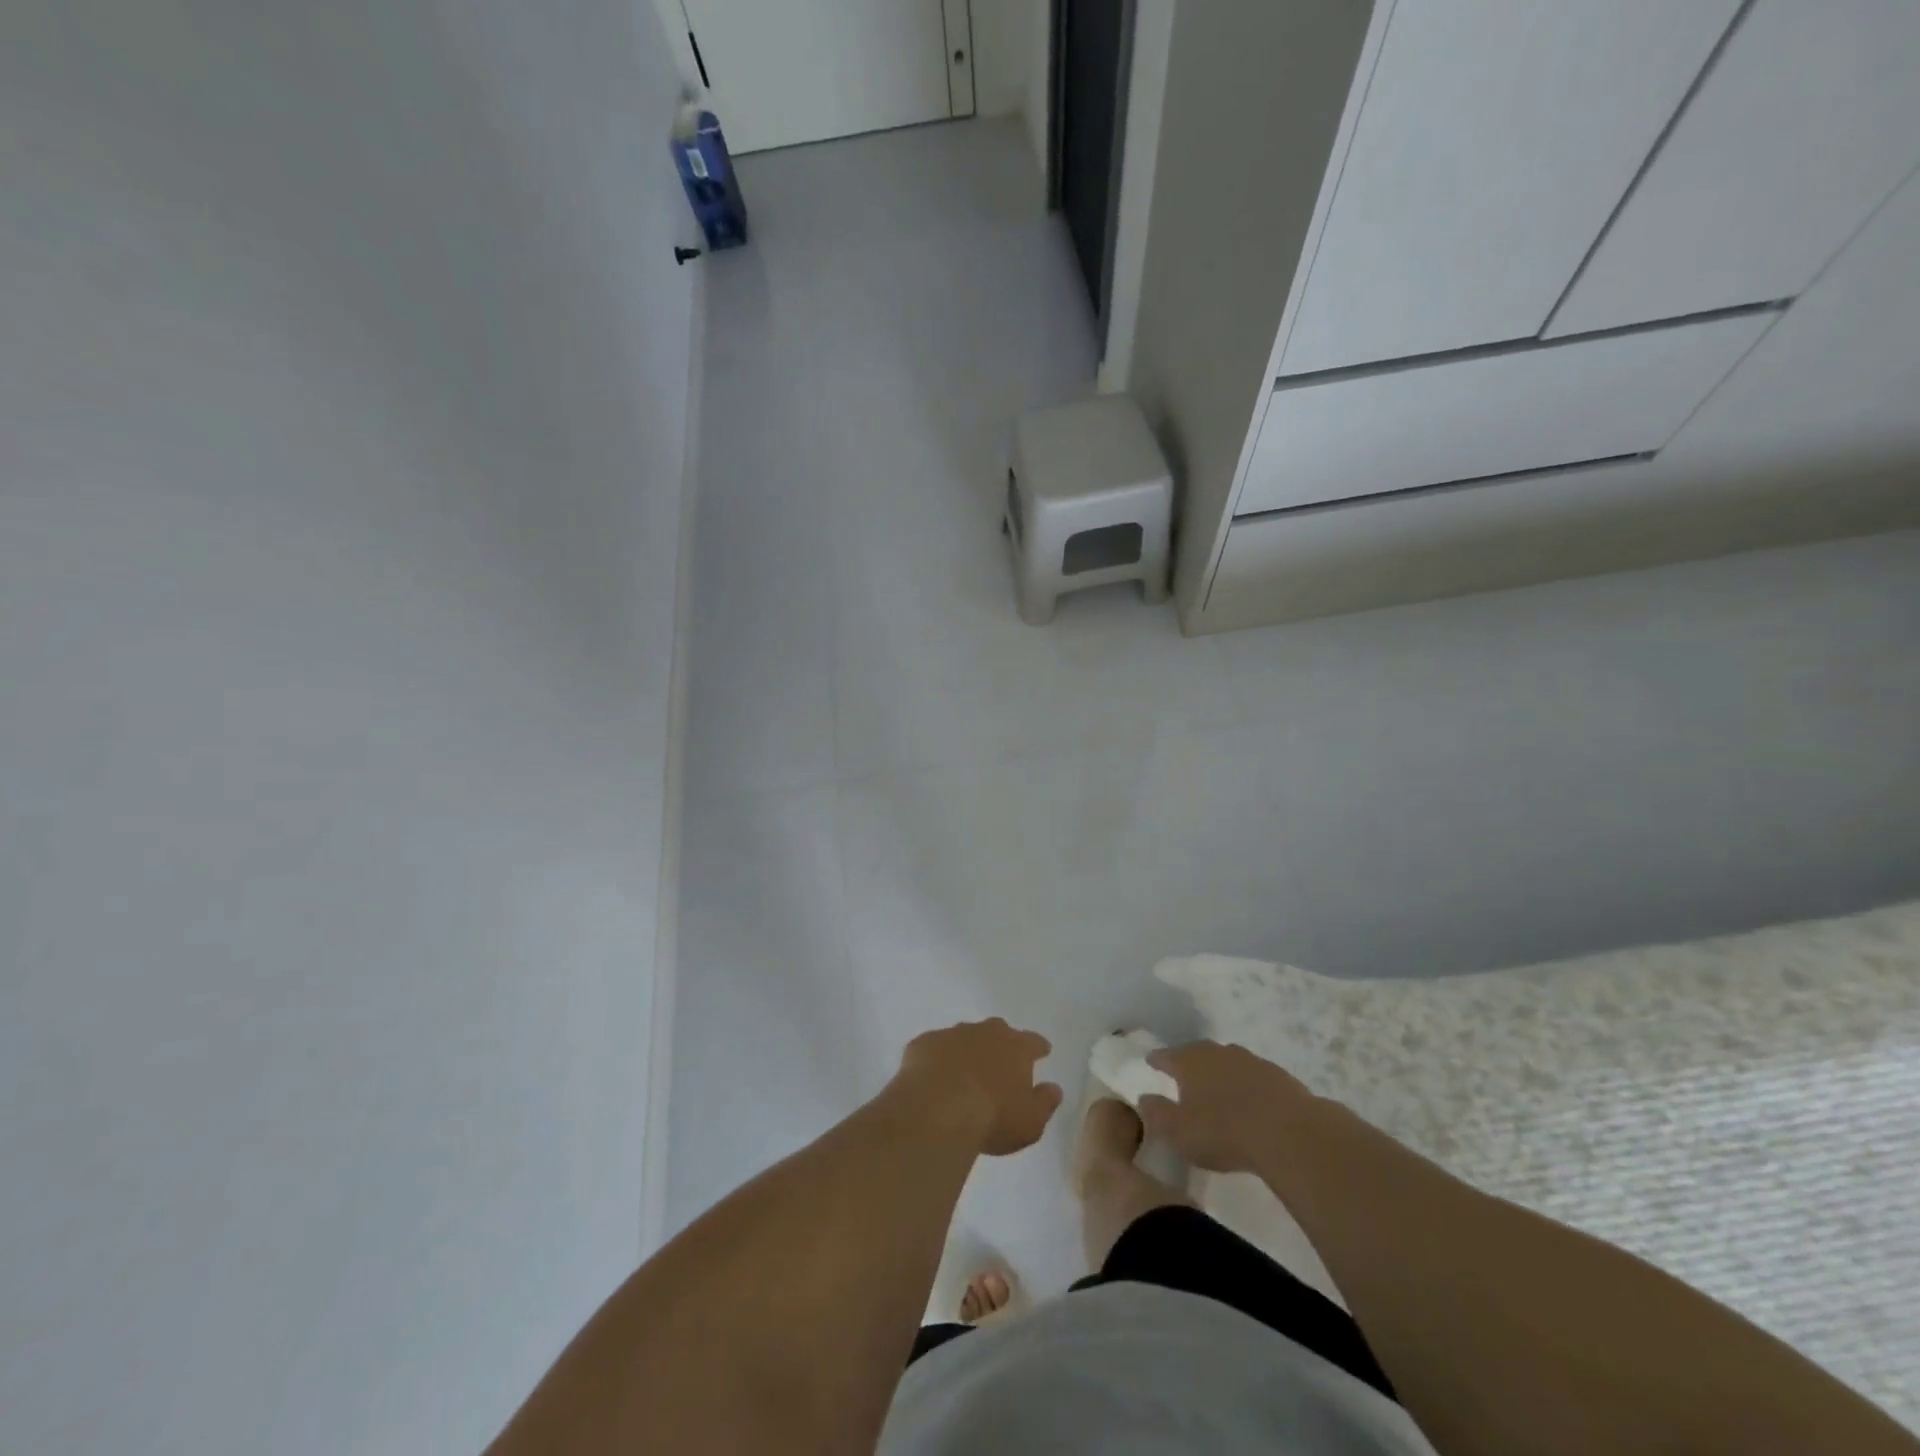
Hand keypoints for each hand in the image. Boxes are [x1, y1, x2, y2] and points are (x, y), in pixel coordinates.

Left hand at [886, 1019, 1063, 1156]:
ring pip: (964, 1036)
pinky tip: (933, 1078)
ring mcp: (951, 1034)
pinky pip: (934, 1048)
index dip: (1038, 1048)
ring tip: (964, 1073)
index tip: (1042, 1052)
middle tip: (999, 1063)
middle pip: (997, 1031)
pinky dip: (937, 1060)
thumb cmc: (992, 1118)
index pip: (1033, 1042)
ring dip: (966, 1050)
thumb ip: (1045, 1102)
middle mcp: (985, 1032)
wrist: (936, 1110)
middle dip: (1000, 1044)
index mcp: (1016, 1047)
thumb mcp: (1030, 1122)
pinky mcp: (923, 1044)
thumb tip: (1054, 1088)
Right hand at [1138, 1041, 1316, 1172]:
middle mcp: (1217, 1052)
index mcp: (1188, 1061)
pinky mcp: (1278, 1076)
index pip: (1165, 1055)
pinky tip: (1251, 1102)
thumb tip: (1143, 1098)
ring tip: (1219, 1089)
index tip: (1151, 1062)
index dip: (1156, 1060)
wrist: (1288, 1133)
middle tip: (1184, 1076)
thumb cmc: (1223, 1131)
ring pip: (1228, 1062)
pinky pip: (1254, 1077)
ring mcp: (1250, 1061)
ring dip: (1221, 1072)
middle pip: (1197, 1053)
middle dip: (1189, 1062)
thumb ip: (1156, 1114)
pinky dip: (1247, 1085)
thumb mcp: (1178, 1131)